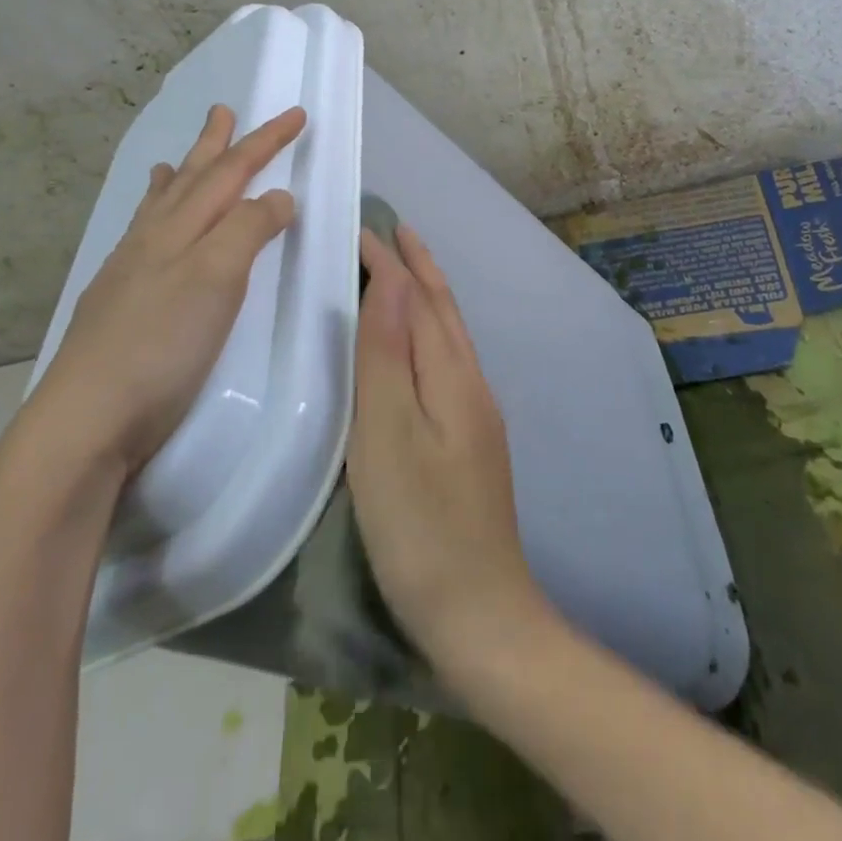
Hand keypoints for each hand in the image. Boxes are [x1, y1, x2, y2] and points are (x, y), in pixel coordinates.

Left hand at [22, 103, 306, 479]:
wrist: (88, 416)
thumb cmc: (162, 345)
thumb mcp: (216, 279)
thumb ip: (247, 230)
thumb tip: (277, 196)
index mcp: (180, 229)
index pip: (231, 173)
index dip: (265, 142)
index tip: (296, 114)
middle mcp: (153, 240)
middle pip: (190, 179)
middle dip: (215, 145)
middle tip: (223, 110)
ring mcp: (129, 271)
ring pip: (158, 208)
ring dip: (176, 177)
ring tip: (176, 158)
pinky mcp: (118, 302)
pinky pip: (141, 239)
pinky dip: (152, 221)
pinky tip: (147, 231)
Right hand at [347, 224, 543, 674]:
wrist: (479, 613)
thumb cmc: (421, 526)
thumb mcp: (390, 436)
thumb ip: (388, 357)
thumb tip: (395, 282)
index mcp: (453, 377)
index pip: (421, 300)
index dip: (394, 262)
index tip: (362, 227)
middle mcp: (471, 386)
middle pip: (445, 313)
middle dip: (420, 268)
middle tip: (393, 232)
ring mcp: (475, 417)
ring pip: (448, 338)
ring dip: (426, 298)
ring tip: (400, 275)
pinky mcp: (468, 444)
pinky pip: (445, 366)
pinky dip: (427, 336)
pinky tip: (412, 350)